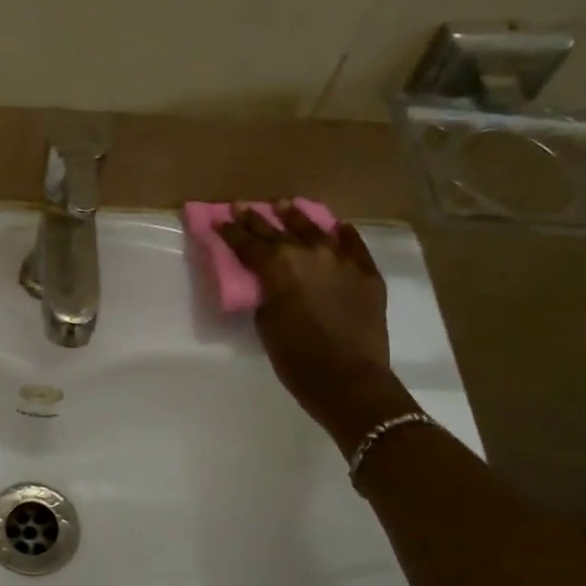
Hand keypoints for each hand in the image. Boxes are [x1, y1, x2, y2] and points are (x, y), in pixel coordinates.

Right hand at [216, 204, 410, 450]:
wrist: (348, 379)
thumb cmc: (296, 358)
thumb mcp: (266, 323)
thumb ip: (265, 294)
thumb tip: (267, 282)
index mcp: (277, 267)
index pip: (248, 243)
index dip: (230, 231)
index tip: (218, 219)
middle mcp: (309, 254)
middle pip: (278, 230)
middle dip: (256, 219)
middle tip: (242, 206)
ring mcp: (342, 260)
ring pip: (316, 230)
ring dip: (297, 217)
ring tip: (286, 205)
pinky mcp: (367, 273)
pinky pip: (353, 245)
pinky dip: (343, 234)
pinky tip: (337, 227)